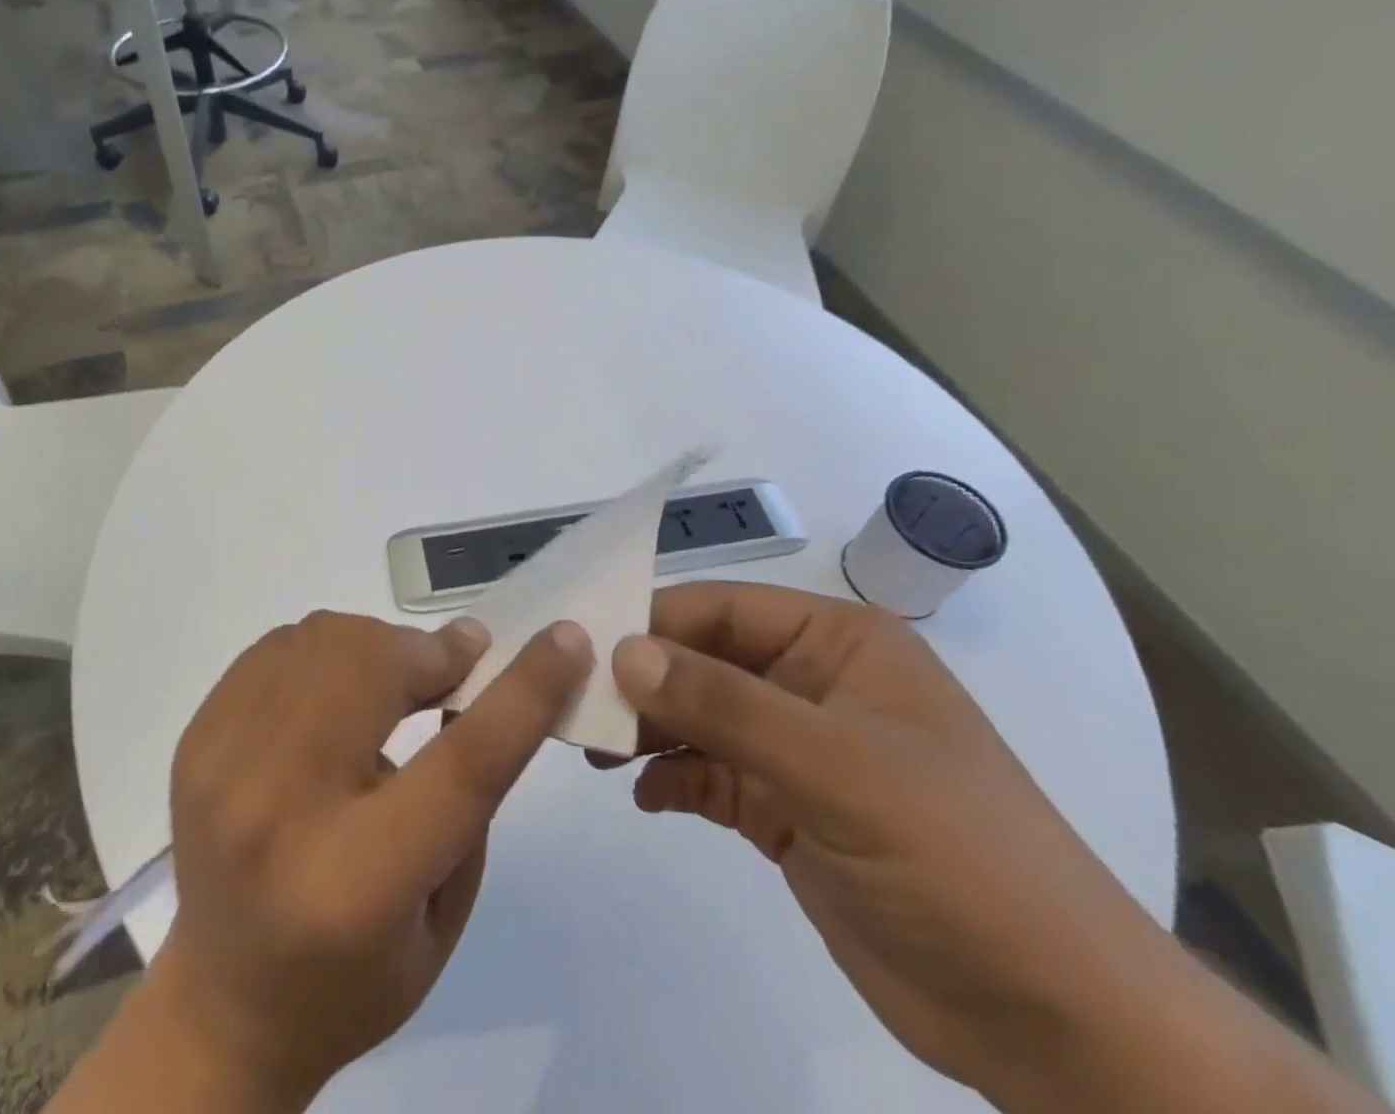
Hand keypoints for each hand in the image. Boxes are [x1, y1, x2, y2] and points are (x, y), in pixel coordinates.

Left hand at [145, 610, 593, 1110]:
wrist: (224, 1002)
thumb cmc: (355, 974)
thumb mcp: (445, 907)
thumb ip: (469, 790)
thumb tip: (469, 674)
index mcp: (358, 882)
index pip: (462, 763)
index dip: (523, 690)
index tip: (565, 639)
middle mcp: (279, 811)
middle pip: (373, 669)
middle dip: (430, 654)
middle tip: (454, 668)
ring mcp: (223, 764)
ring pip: (324, 640)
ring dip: (379, 648)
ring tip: (395, 683)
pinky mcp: (196, 737)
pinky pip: (280, 646)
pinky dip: (328, 652)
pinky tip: (337, 693)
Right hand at [606, 583, 1172, 1097]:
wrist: (1057, 1026)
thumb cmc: (956, 858)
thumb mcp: (837, 768)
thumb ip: (725, 705)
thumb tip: (624, 652)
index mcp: (838, 642)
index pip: (723, 609)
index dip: (652, 622)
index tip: (581, 649)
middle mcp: (813, 683)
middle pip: (705, 662)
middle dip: (643, 682)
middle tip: (577, 707)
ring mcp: (800, 750)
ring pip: (701, 718)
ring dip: (650, 730)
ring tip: (596, 752)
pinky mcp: (789, 810)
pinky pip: (712, 776)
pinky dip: (674, 780)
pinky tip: (645, 796)